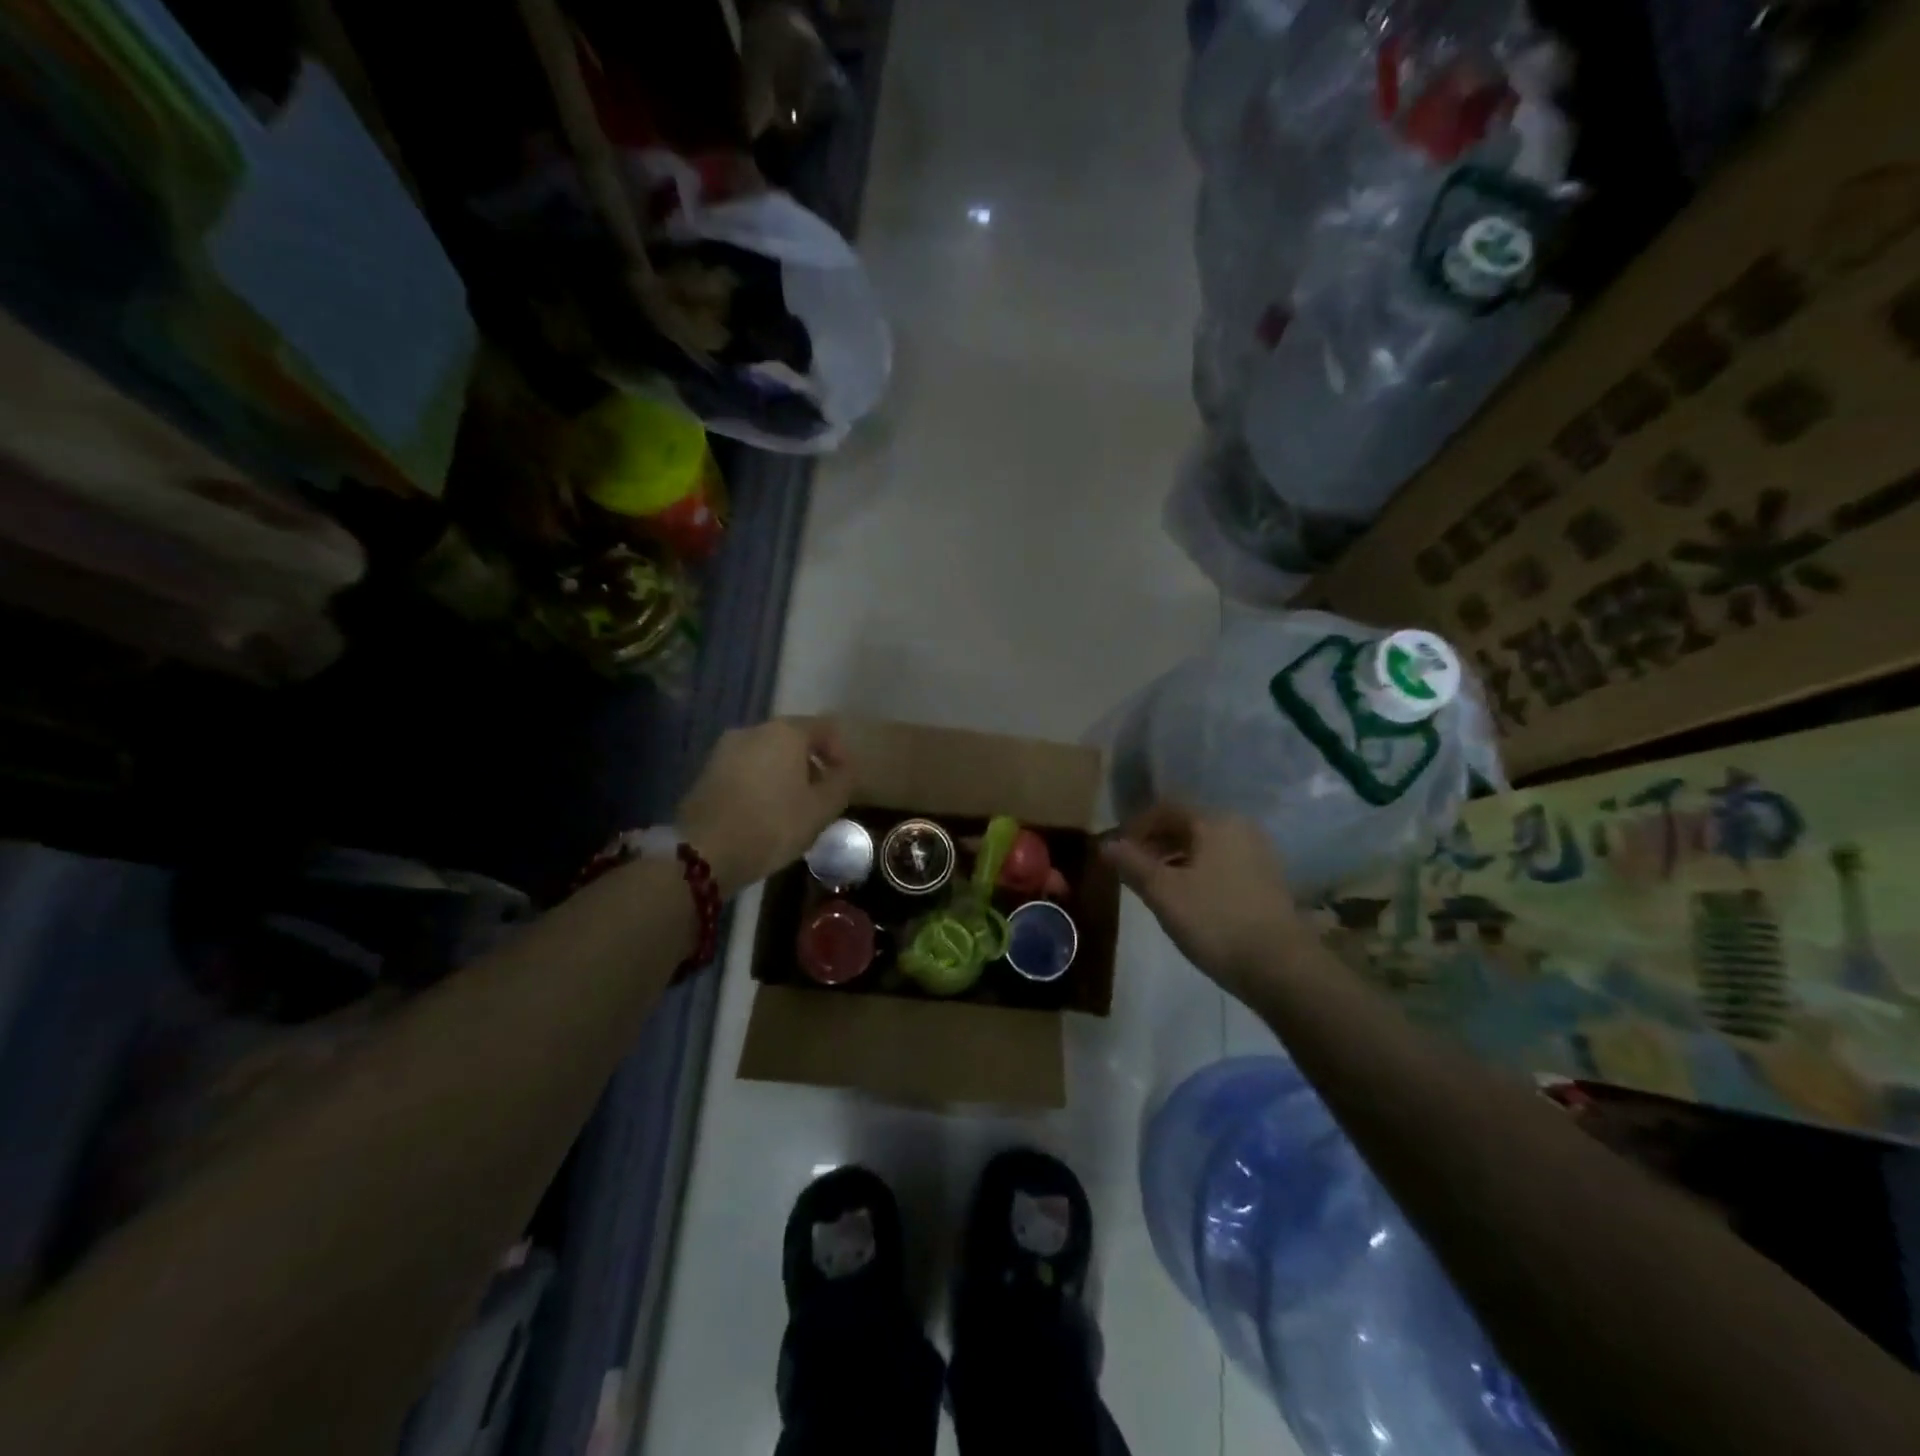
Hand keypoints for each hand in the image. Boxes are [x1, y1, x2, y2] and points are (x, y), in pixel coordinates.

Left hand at [677, 719, 851, 894]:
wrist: (705, 852)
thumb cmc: (773, 825)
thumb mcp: (821, 809)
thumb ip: (842, 783)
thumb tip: (846, 770)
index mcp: (785, 732)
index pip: (824, 728)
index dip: (840, 751)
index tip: (845, 779)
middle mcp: (753, 730)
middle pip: (793, 739)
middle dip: (811, 763)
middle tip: (821, 794)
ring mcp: (725, 749)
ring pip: (767, 754)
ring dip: (784, 773)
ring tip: (793, 806)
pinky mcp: (707, 771)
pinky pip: (746, 769)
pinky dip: (761, 782)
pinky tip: (765, 810)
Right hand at [1102, 803, 1304, 999]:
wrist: (1281, 967)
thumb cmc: (1215, 921)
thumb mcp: (1163, 893)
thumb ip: (1132, 864)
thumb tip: (1106, 843)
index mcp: (1215, 822)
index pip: (1166, 809)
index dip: (1136, 827)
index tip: (1117, 852)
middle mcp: (1240, 828)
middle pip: (1187, 825)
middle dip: (1155, 843)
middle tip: (1132, 870)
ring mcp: (1259, 854)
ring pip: (1205, 846)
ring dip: (1176, 859)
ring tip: (1155, 886)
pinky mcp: (1268, 880)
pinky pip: (1223, 863)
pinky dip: (1199, 872)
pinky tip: (1188, 899)